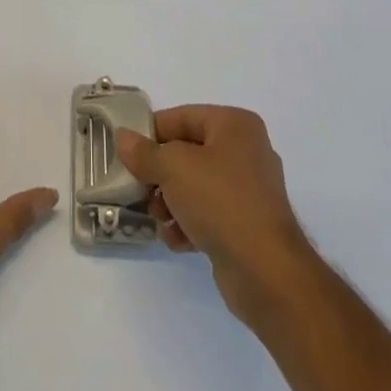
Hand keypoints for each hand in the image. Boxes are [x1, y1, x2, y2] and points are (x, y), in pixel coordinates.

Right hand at [116, 106, 316, 321]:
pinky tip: (176, 240)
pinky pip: (209, 213)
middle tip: (140, 190)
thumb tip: (123, 137)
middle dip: (161, 174)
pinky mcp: (248, 225)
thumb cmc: (221, 202)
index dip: (152, 133)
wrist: (267, 273)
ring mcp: (249, 191)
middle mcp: (246, 151)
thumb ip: (144, 153)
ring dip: (171, 202)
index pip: (182, 117)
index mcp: (235, 125)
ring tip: (157, 219)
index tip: (126, 152)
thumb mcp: (174, 169)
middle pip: (188, 153)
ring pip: (196, 185)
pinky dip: (189, 223)